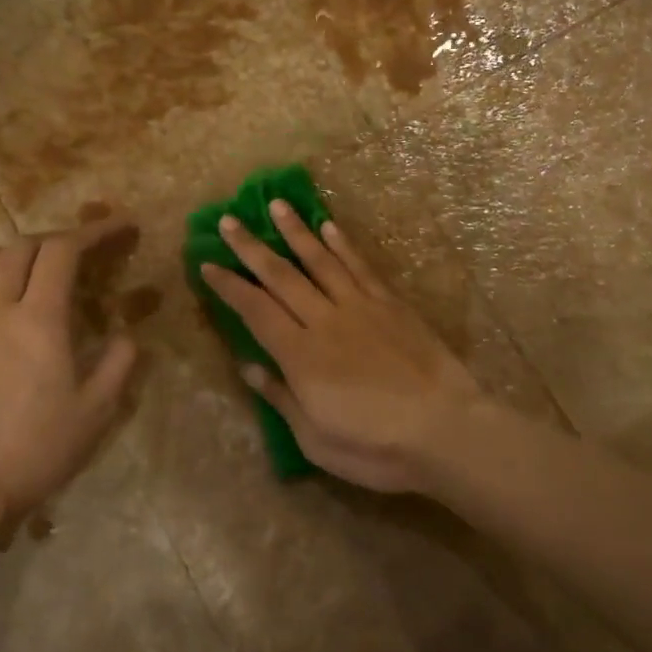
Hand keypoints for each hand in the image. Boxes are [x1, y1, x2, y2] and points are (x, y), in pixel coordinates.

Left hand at [0, 223, 138, 518]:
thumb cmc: (40, 447)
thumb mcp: (98, 409)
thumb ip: (119, 362)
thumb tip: (127, 335)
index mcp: (39, 319)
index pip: (63, 251)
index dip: (94, 231)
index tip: (121, 228)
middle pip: (24, 245)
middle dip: (61, 237)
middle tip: (88, 249)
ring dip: (18, 250)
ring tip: (42, 266)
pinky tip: (4, 297)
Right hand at [200, 203, 484, 493]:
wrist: (444, 429)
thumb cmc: (374, 446)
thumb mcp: (315, 438)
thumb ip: (281, 397)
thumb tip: (248, 366)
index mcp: (300, 355)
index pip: (255, 310)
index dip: (229, 286)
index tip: (207, 263)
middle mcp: (325, 320)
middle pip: (281, 276)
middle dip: (251, 247)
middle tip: (228, 220)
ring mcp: (360, 307)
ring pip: (320, 260)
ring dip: (296, 232)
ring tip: (276, 205)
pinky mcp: (391, 304)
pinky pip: (360, 266)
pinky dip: (343, 244)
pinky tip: (329, 227)